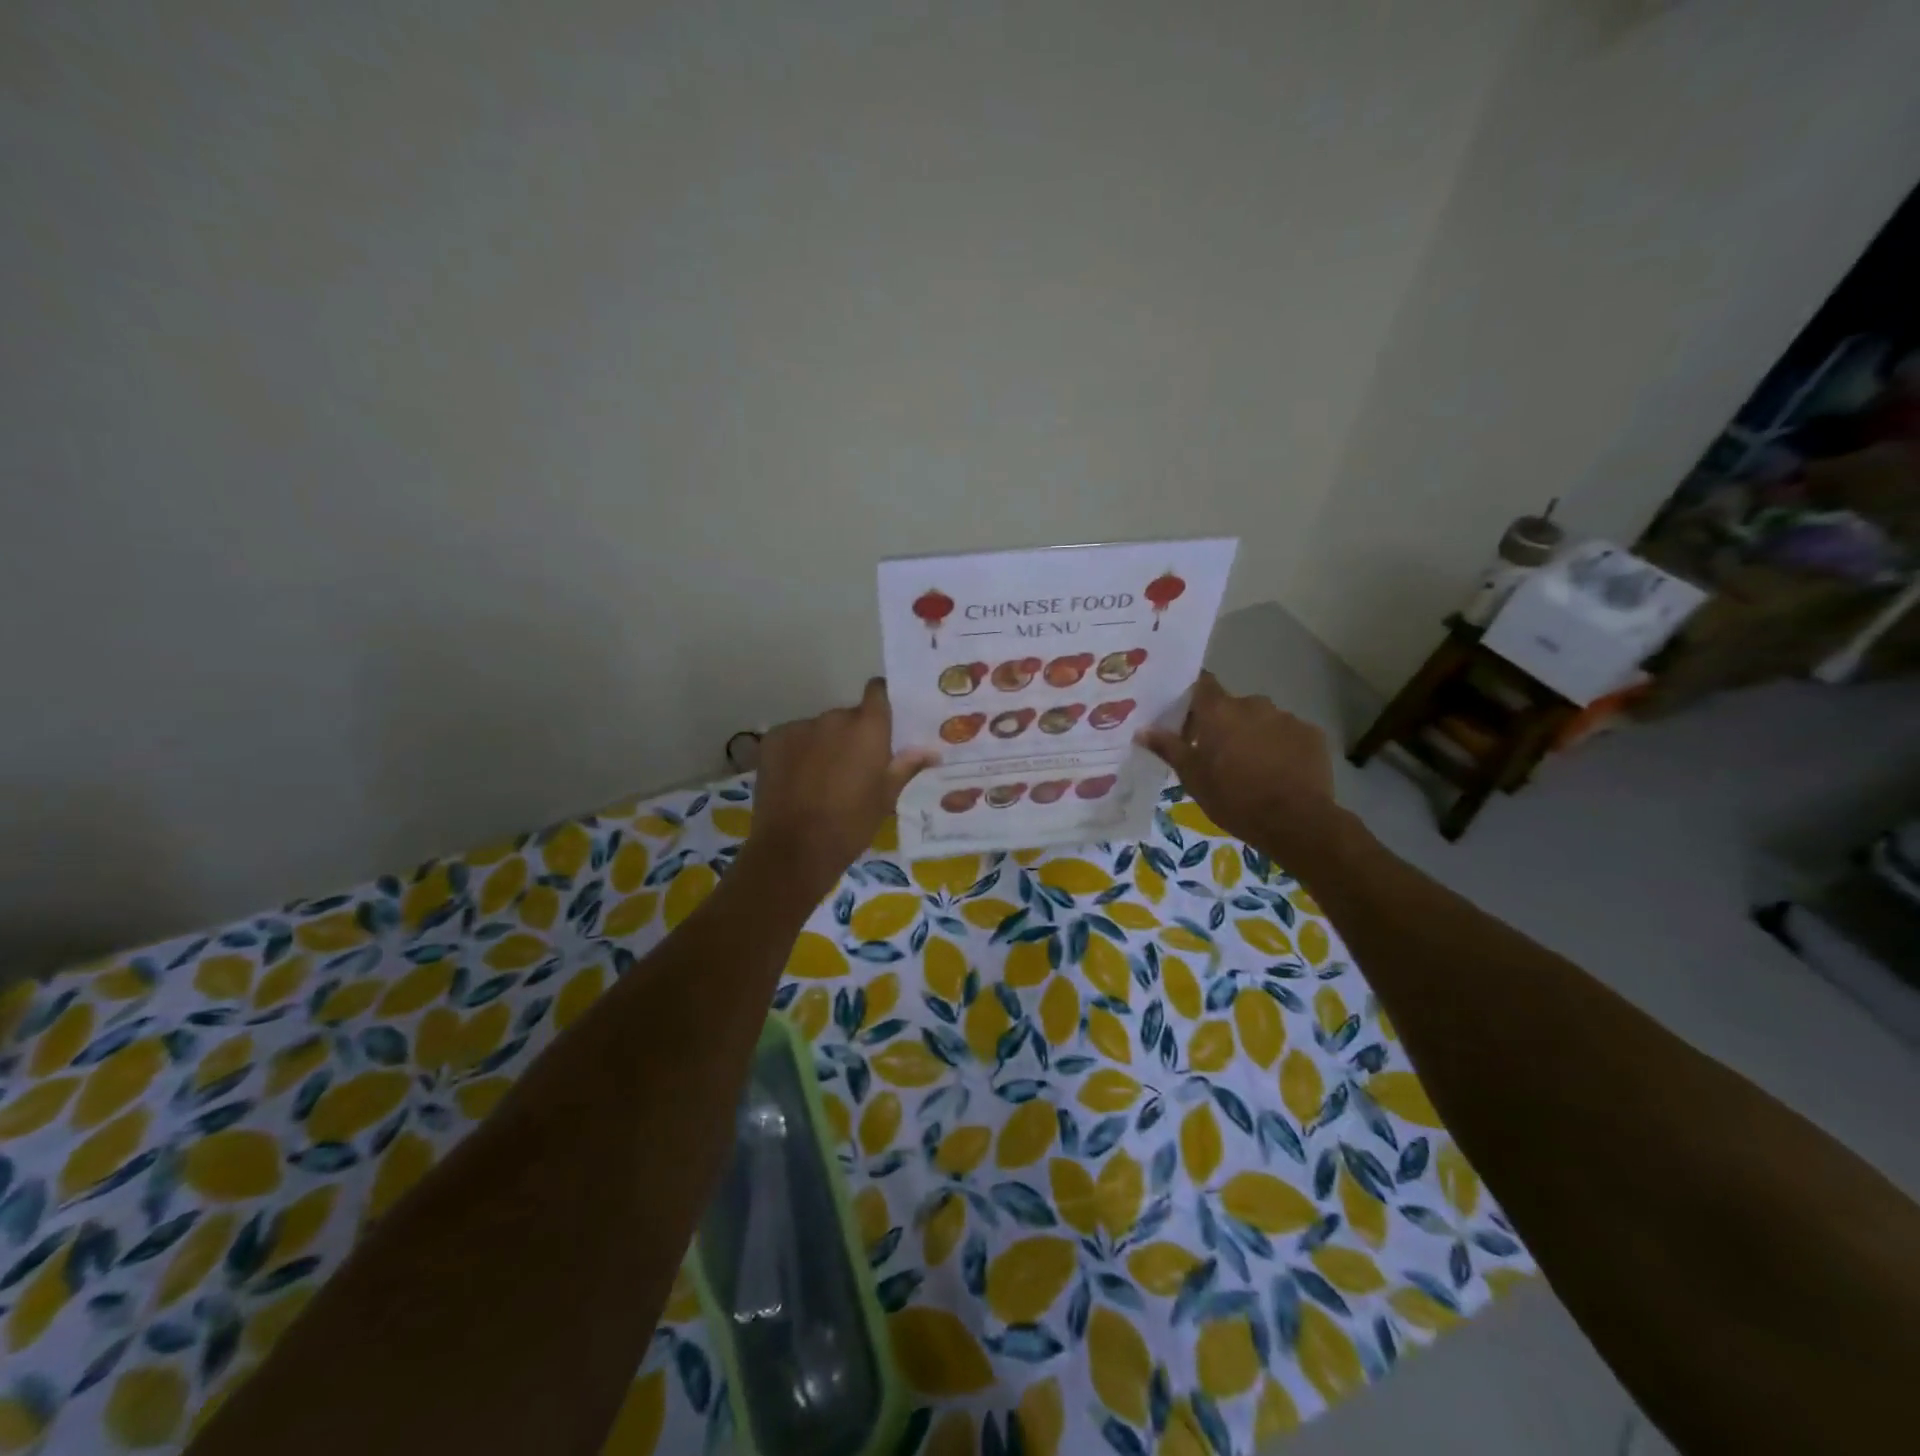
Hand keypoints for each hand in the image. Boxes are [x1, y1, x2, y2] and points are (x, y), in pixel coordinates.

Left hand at [746, 679, 936, 900]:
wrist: (795, 849)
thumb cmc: (851, 824)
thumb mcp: (886, 797)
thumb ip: (907, 766)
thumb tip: (932, 751)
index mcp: (868, 728)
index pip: (878, 691)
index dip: (882, 699)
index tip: (884, 719)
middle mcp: (834, 718)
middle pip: (848, 716)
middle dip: (852, 735)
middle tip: (855, 767)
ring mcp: (800, 727)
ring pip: (820, 729)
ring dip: (824, 744)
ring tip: (822, 779)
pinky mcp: (772, 740)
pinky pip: (793, 738)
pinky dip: (798, 753)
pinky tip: (797, 781)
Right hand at [1136, 671, 1340, 863]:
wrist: (1295, 821)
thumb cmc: (1234, 798)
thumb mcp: (1192, 777)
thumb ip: (1168, 748)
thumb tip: (1142, 729)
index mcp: (1219, 711)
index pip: (1202, 683)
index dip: (1193, 696)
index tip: (1186, 715)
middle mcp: (1253, 704)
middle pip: (1232, 706)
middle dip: (1223, 724)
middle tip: (1216, 754)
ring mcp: (1286, 717)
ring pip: (1261, 721)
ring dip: (1253, 735)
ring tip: (1250, 767)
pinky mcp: (1311, 734)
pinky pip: (1287, 734)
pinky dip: (1280, 747)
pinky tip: (1278, 773)